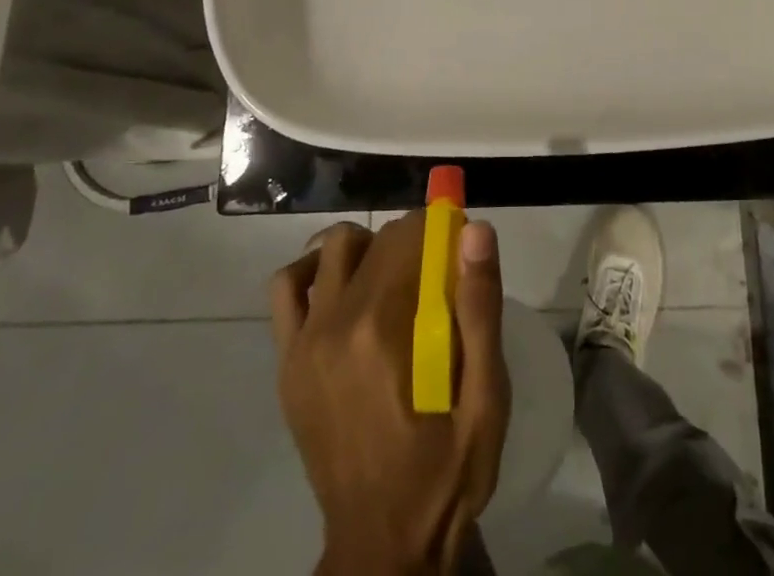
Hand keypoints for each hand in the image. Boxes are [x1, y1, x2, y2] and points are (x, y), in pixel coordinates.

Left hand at [272, 214, 510, 575]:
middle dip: (411, 241)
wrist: (385, 546)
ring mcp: (303, 343)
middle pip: (376, 240)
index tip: (459, 250)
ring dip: (366, 248)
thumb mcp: (486, 397)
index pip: (409, 235)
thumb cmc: (446, 468)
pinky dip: (312, 271)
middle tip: (436, 277)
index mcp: (385, 328)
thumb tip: (475, 229)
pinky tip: (340, 291)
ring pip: (332, 248)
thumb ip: (480, 307)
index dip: (439, 229)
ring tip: (392, 281)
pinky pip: (286, 287)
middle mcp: (336, 324)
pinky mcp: (286, 363)